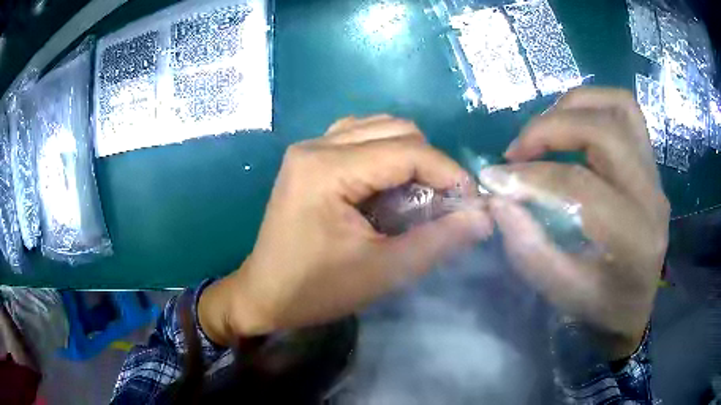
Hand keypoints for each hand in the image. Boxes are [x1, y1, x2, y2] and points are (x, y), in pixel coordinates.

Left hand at [200, 115, 491, 344]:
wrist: (264, 293)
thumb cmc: (317, 290)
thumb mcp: (383, 272)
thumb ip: (438, 241)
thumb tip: (482, 217)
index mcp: (327, 169)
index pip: (407, 151)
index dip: (448, 172)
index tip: (471, 201)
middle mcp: (315, 145)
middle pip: (396, 130)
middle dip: (431, 163)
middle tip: (444, 202)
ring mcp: (308, 147)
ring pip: (378, 127)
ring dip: (409, 154)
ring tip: (418, 192)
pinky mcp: (308, 157)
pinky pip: (358, 135)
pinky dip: (384, 152)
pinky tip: (387, 182)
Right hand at [480, 88, 669, 358]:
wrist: (634, 307)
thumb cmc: (598, 308)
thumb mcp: (558, 291)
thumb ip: (527, 245)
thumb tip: (498, 196)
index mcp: (632, 239)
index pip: (580, 186)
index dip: (532, 178)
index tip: (495, 179)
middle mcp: (651, 198)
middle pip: (605, 132)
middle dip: (551, 128)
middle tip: (519, 149)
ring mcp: (656, 177)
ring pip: (620, 108)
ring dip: (575, 106)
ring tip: (545, 128)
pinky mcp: (652, 166)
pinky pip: (627, 113)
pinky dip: (595, 107)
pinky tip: (573, 125)